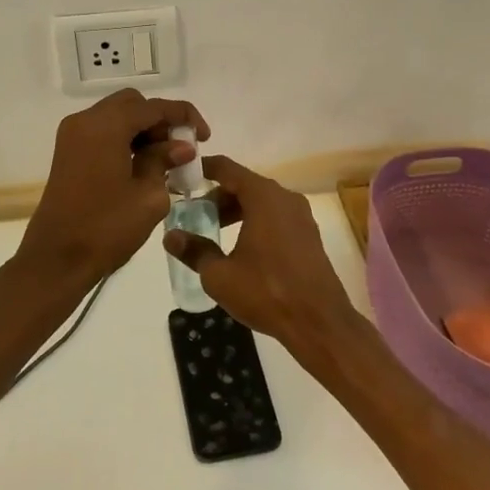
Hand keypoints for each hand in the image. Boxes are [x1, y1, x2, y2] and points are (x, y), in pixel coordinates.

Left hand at [17, 89, 208, 290]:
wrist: (56, 260)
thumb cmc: (106, 228)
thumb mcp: (149, 195)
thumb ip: (165, 161)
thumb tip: (182, 146)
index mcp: (106, 125)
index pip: (154, 107)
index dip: (184, 116)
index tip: (205, 136)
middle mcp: (86, 121)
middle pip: (133, 105)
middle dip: (161, 121)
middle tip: (181, 147)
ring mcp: (73, 135)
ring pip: (117, 116)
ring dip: (143, 130)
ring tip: (166, 159)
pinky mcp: (68, 152)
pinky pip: (103, 132)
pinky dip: (125, 139)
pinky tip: (143, 164)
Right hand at [163, 155, 358, 351]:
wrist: (319, 321)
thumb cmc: (266, 291)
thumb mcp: (220, 275)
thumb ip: (194, 250)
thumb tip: (170, 236)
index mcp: (263, 197)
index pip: (227, 168)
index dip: (202, 169)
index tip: (181, 176)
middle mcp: (284, 197)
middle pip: (244, 184)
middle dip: (217, 196)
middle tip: (194, 214)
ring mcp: (300, 215)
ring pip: (261, 201)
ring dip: (236, 210)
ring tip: (214, 232)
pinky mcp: (308, 234)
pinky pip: (275, 216)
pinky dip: (255, 220)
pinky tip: (241, 247)